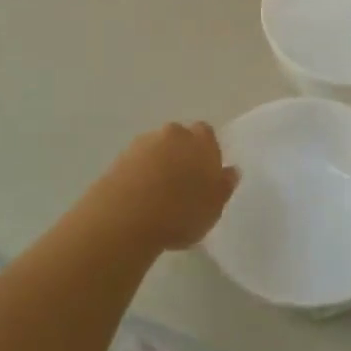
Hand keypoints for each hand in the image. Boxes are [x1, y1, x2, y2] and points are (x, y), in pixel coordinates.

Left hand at [92, 121, 238, 252]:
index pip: (206, 134)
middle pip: (179, 138)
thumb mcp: (213, 207)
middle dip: (180, 154)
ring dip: (158, 164)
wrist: (126, 217)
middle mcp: (173, 134)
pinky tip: (138, 199)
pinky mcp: (119, 158)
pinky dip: (139, 174)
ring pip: (156, 148)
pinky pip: (136, 162)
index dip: (206, 152)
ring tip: (156, 195)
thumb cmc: (180, 212)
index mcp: (201, 141)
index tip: (204, 175)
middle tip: (181, 185)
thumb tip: (231, 171)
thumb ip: (224, 186)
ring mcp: (143, 143)